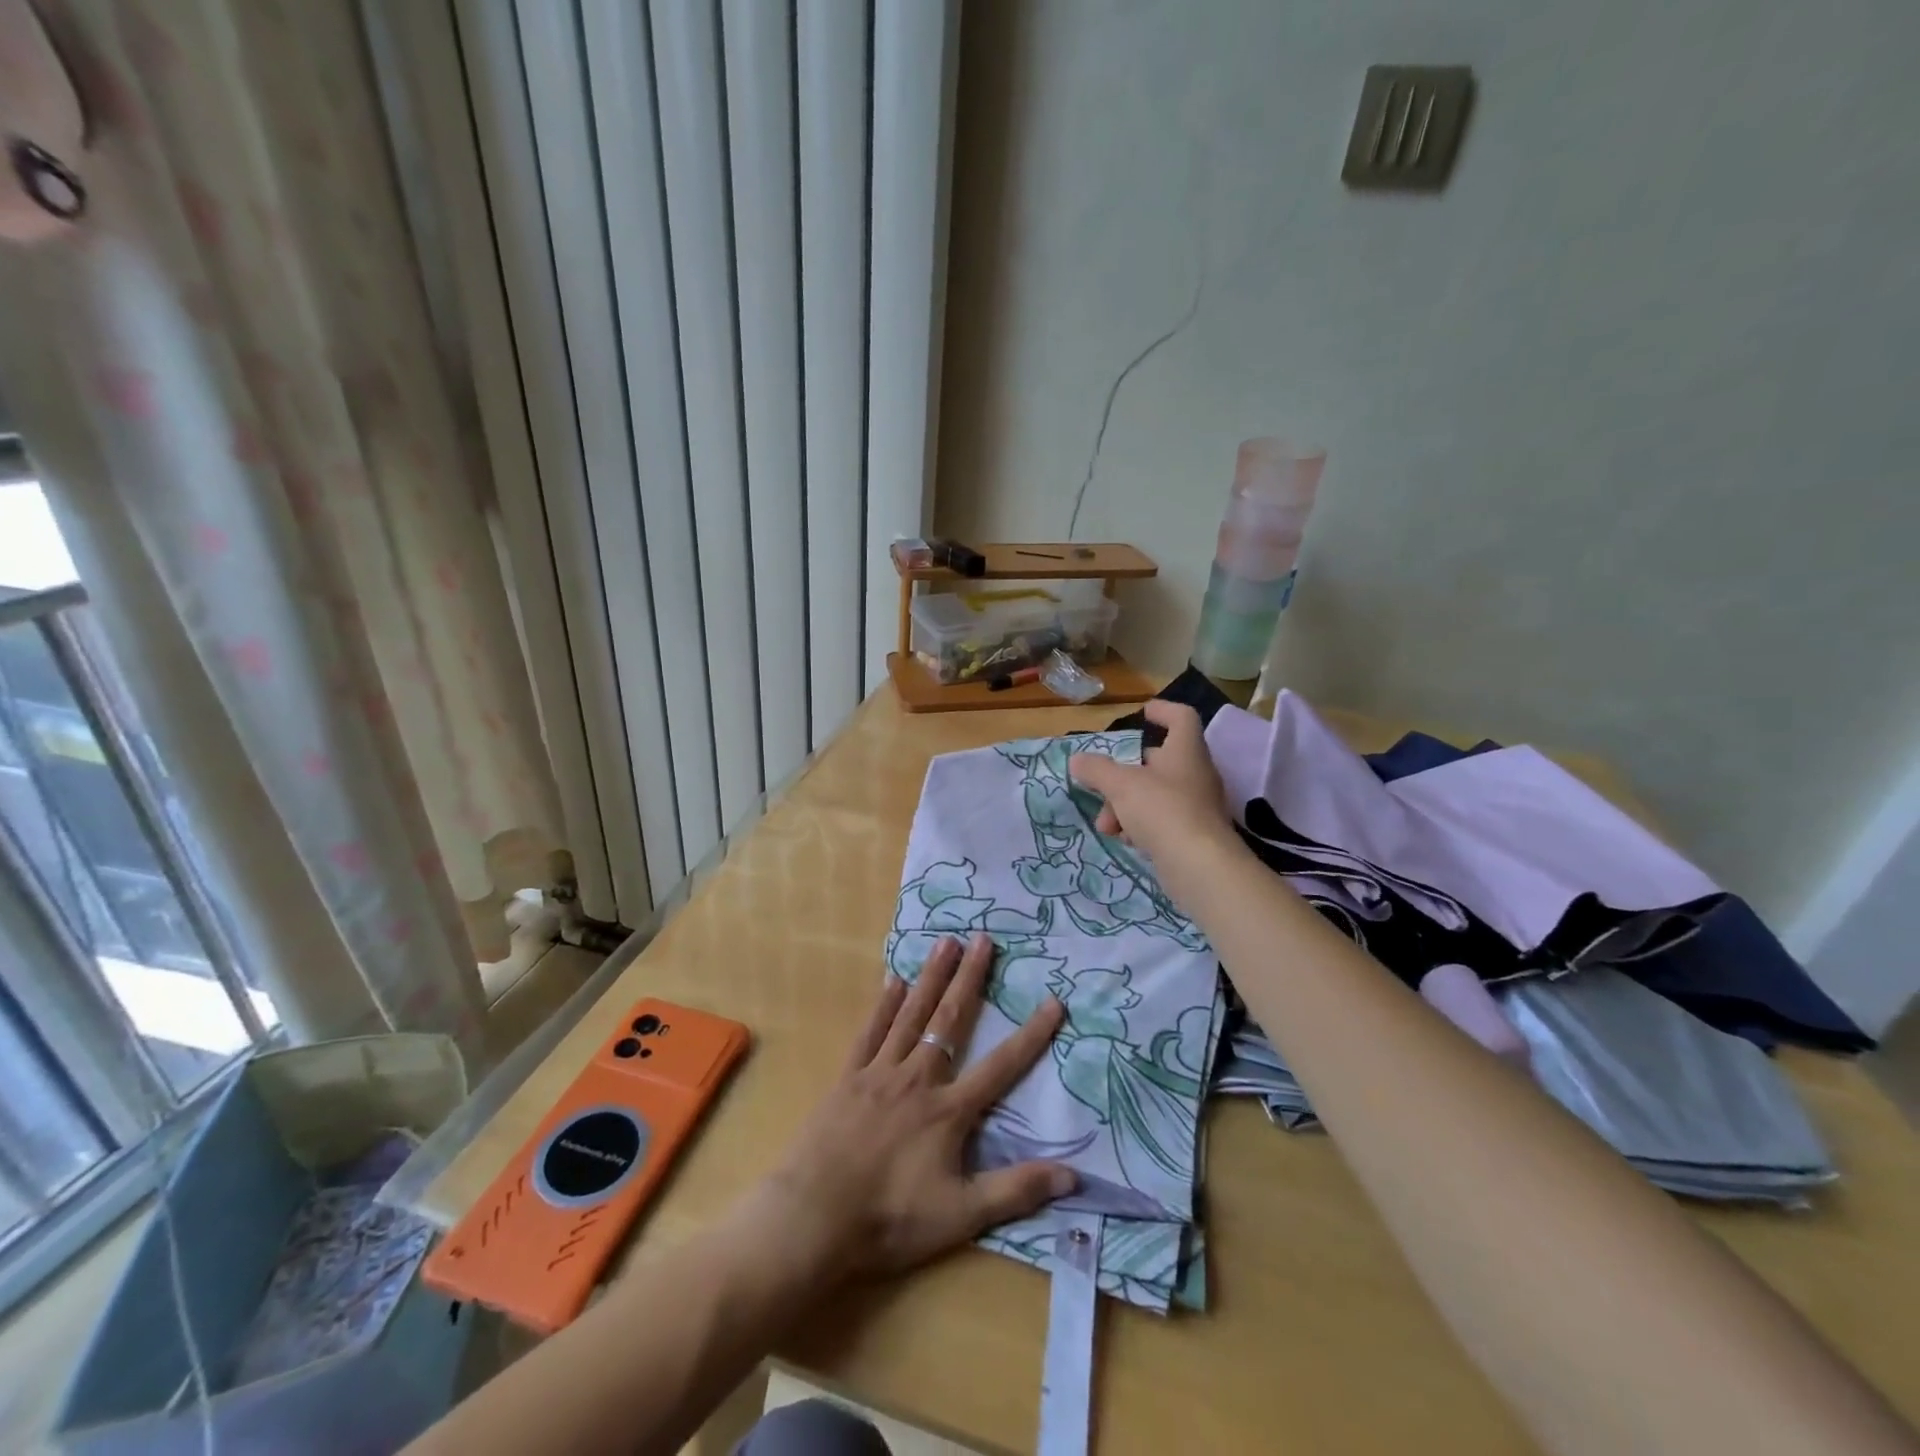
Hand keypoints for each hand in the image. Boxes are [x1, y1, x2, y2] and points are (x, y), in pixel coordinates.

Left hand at [751, 933, 1073, 1280]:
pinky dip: (883, 1005)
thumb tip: (1073, 1176)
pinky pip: (870, 1032)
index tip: (1053, 1001)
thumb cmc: (889, 1219)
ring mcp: (879, 1073)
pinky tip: (892, 980)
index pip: (1001, 1066)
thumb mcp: (961, 1216)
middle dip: (970, 978)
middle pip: (950, 1020)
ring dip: (931, 977)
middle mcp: (917, 1078)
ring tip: (946, 942)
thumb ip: (1015, 1191)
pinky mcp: (847, 1077)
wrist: (813, 1217)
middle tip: (984, 939)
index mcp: (948, 1110)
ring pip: (911, 1015)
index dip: (1031, 1034)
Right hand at [1069, 699, 1235, 862]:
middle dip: (1124, 776)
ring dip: (1126, 806)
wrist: (1200, 867)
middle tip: (1102, 790)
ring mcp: (1198, 806)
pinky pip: (1162, 822)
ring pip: (1155, 795)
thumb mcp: (1120, 785)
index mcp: (1186, 751)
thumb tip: (1077, 760)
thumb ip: (1097, 770)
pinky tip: (1127, 841)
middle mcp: (1196, 774)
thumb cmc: (1162, 810)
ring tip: (1108, 827)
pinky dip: (1141, 827)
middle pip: (1158, 762)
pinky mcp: (1194, 835)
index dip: (1163, 710)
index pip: (1181, 718)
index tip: (1143, 713)